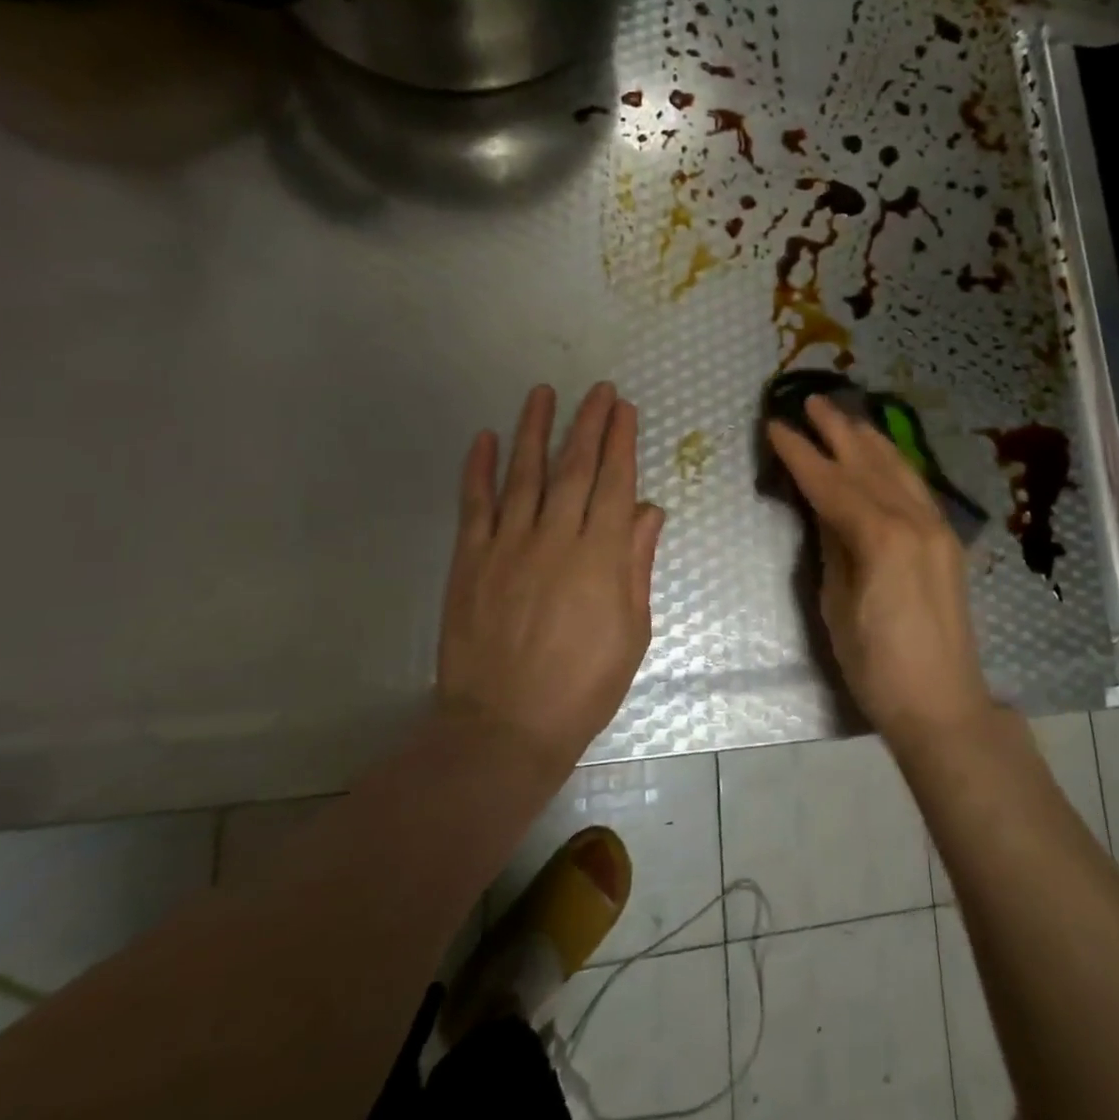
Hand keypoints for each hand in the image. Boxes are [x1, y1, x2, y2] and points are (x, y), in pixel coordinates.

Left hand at [437, 383, 666, 771]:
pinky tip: (483, 439)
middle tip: (598, 389)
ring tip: (542, 392)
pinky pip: (474, 505)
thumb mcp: (632, 631)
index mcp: (600, 555)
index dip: (621, 442)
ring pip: (523, 474)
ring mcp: (508, 545)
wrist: (504, 729)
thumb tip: (648, 511)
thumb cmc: (583, 686)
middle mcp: (555, 537)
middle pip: (574, 467)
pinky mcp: (470, 561)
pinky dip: (478, 469)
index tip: (624, 409)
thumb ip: (637, 564)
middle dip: (588, 423)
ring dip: (534, 430)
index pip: (615, 482)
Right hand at [767, 396, 991, 744]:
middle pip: (868, 463)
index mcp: (881, 537)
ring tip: (845, 417)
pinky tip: (883, 455)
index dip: (800, 454)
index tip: (776, 426)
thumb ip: (832, 546)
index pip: (831, 483)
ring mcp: (937, 528)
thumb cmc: (876, 664)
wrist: (942, 702)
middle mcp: (914, 520)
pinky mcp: (947, 540)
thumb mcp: (837, 604)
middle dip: (837, 430)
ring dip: (869, 440)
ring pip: (898, 469)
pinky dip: (894, 464)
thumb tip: (823, 509)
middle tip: (811, 401)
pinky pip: (916, 488)